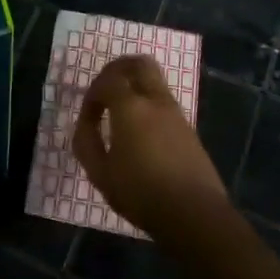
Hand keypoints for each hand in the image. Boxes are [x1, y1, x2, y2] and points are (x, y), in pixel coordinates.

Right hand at [74, 55, 230, 237]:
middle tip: (105, 88)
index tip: (87, 117)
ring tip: (120, 113)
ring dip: (135, 86)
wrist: (194, 214)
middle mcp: (155, 101)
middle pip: (139, 64)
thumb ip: (86, 143)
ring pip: (155, 81)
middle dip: (118, 69)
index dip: (92, 93)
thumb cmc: (141, 193)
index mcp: (130, 107)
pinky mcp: (188, 129)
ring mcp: (176, 114)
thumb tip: (85, 124)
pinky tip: (140, 132)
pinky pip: (164, 102)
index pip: (108, 80)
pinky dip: (148, 104)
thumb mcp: (100, 174)